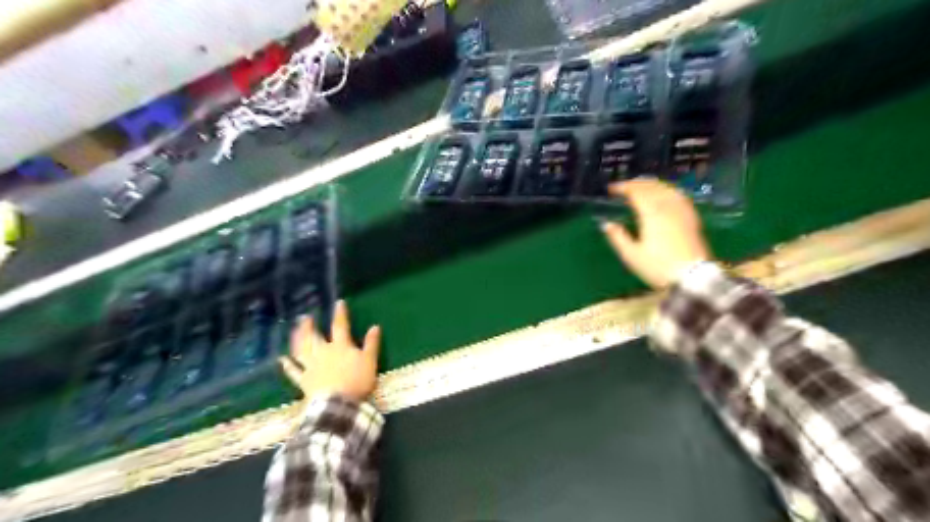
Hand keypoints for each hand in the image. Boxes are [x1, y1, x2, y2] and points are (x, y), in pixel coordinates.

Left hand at [283, 300, 384, 400]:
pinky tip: (282, 360)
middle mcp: (323, 353)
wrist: (338, 404)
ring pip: (302, 350)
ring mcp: (311, 366)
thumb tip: (375, 326)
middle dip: (310, 326)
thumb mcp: (370, 361)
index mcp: (340, 346)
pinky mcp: (304, 381)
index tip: (338, 303)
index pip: (340, 326)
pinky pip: (294, 371)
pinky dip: (287, 365)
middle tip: (304, 317)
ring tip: (294, 331)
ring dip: (298, 339)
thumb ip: (371, 343)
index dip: (340, 314)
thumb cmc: (356, 381)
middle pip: (314, 336)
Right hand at [601, 180, 708, 289]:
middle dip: (636, 184)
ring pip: (666, 189)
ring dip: (652, 185)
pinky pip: (679, 197)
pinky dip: (668, 191)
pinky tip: (666, 194)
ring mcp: (682, 211)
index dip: (623, 187)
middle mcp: (667, 207)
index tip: (611, 189)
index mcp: (651, 214)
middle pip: (651, 187)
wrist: (692, 278)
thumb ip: (617, 237)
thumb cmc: (657, 267)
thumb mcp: (631, 255)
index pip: (635, 192)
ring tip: (643, 186)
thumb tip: (606, 224)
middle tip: (624, 186)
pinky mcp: (691, 218)